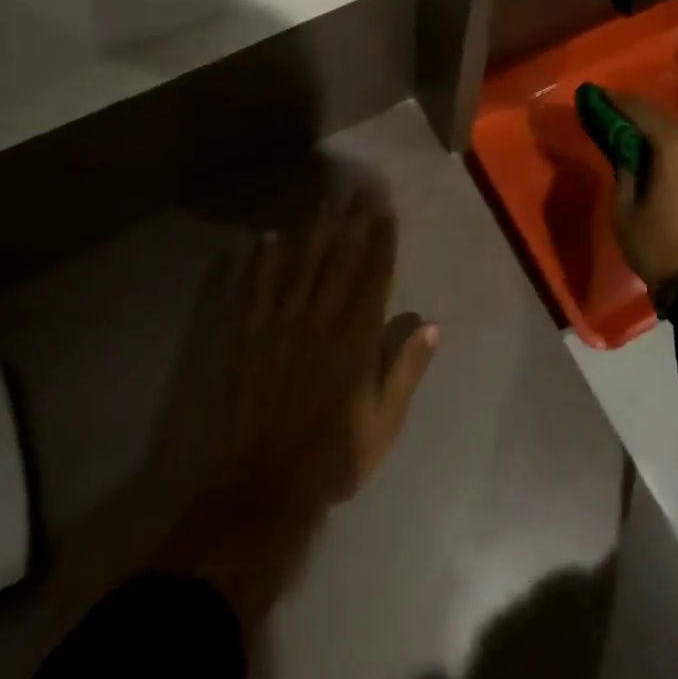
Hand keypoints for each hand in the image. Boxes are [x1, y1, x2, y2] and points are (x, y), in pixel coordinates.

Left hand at [150, 181, 438, 623]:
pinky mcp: (246, 339)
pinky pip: (254, 291)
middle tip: (361, 186)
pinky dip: (260, 263)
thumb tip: (431, 324)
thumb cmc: (330, 460)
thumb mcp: (383, 426)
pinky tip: (265, 238)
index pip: (374, 277)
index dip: (381, 239)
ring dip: (314, 230)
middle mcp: (319, 322)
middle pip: (340, 260)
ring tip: (325, 199)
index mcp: (355, 341)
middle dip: (353, 220)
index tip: (386, 207)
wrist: (258, 492)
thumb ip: (405, 372)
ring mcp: (279, 327)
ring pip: (300, 266)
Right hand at [604, 91, 677, 291]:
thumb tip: (627, 152)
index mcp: (676, 150)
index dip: (620, 101)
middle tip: (616, 111)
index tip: (600, 95)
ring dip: (662, 132)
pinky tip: (668, 162)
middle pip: (667, 120)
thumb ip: (625, 170)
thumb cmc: (656, 247)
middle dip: (640, 112)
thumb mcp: (624, 209)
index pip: (644, 112)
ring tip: (640, 136)